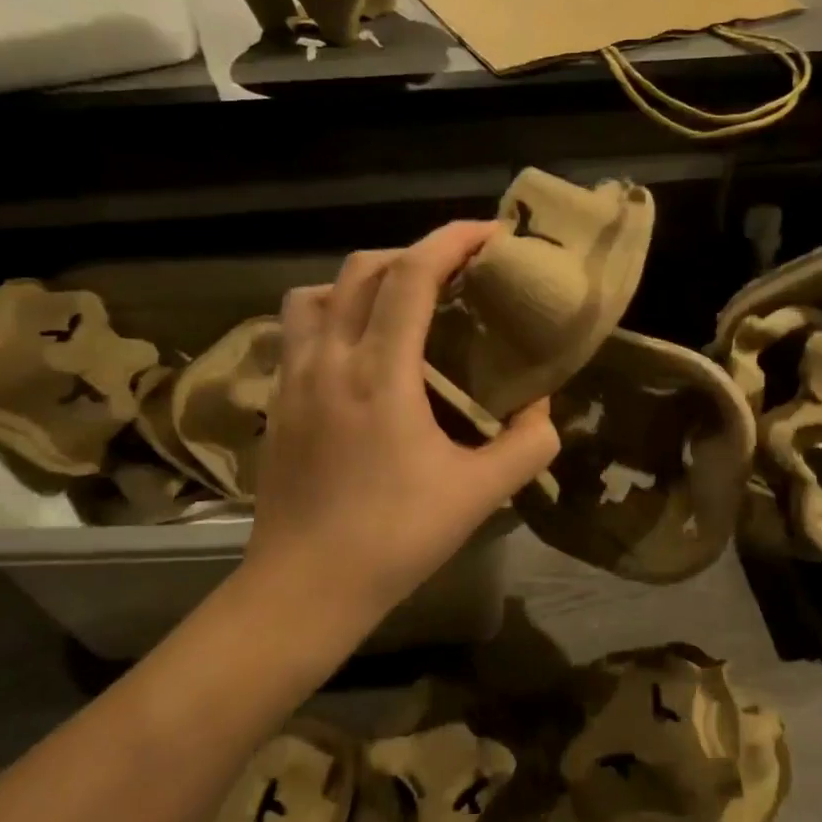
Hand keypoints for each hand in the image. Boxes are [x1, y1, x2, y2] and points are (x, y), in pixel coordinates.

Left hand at [243, 221, 559, 635]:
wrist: (303, 589)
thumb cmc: (393, 539)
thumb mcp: (478, 495)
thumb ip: (526, 446)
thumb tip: (543, 409)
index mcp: (378, 373)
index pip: (411, 276)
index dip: (452, 241)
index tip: (490, 233)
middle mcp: (329, 360)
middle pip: (362, 270)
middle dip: (415, 253)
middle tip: (456, 274)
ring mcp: (293, 378)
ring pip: (317, 293)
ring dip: (363, 280)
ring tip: (400, 303)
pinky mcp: (278, 401)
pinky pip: (298, 329)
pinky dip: (332, 313)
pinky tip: (359, 349)